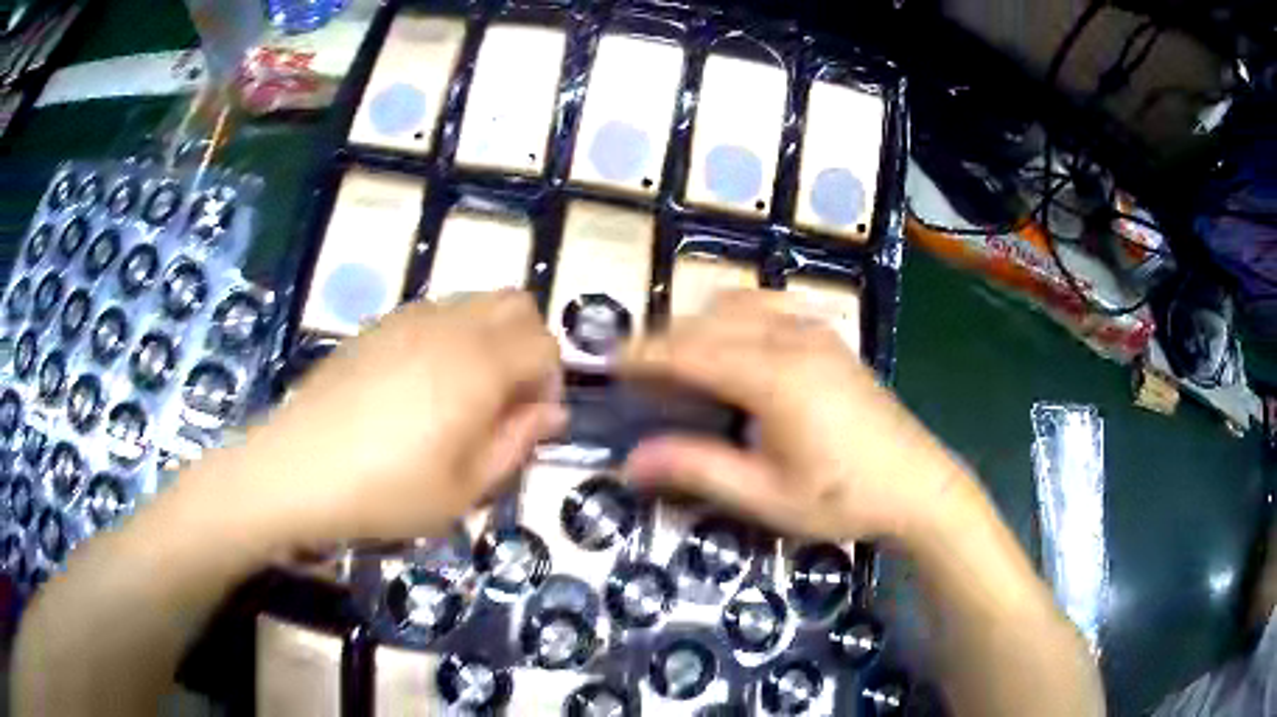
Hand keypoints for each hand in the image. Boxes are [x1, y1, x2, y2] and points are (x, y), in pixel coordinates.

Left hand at [223, 290, 564, 547]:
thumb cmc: (387, 491)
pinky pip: (436, 311)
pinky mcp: (379, 325)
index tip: (530, 421)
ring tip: (464, 394)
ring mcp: (410, 318)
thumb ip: (516, 443)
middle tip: (506, 399)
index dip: (550, 381)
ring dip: (490, 337)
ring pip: (476, 301)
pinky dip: (452, 335)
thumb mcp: (465, 489)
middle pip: (516, 304)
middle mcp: (450, 326)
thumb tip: (552, 413)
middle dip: (528, 345)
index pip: (544, 343)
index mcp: (479, 366)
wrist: (298, 469)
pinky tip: (422, 385)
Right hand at [621, 291, 972, 543]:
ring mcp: (816, 332)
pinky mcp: (830, 338)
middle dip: (667, 340)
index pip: (691, 352)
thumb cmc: (842, 498)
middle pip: (710, 321)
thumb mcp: (766, 495)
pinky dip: (737, 315)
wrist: (918, 485)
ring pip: (739, 304)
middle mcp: (792, 338)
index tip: (609, 364)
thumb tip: (631, 460)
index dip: (645, 355)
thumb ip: (697, 468)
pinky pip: (770, 305)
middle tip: (641, 377)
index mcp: (773, 376)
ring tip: (682, 362)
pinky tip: (736, 345)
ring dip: (701, 324)